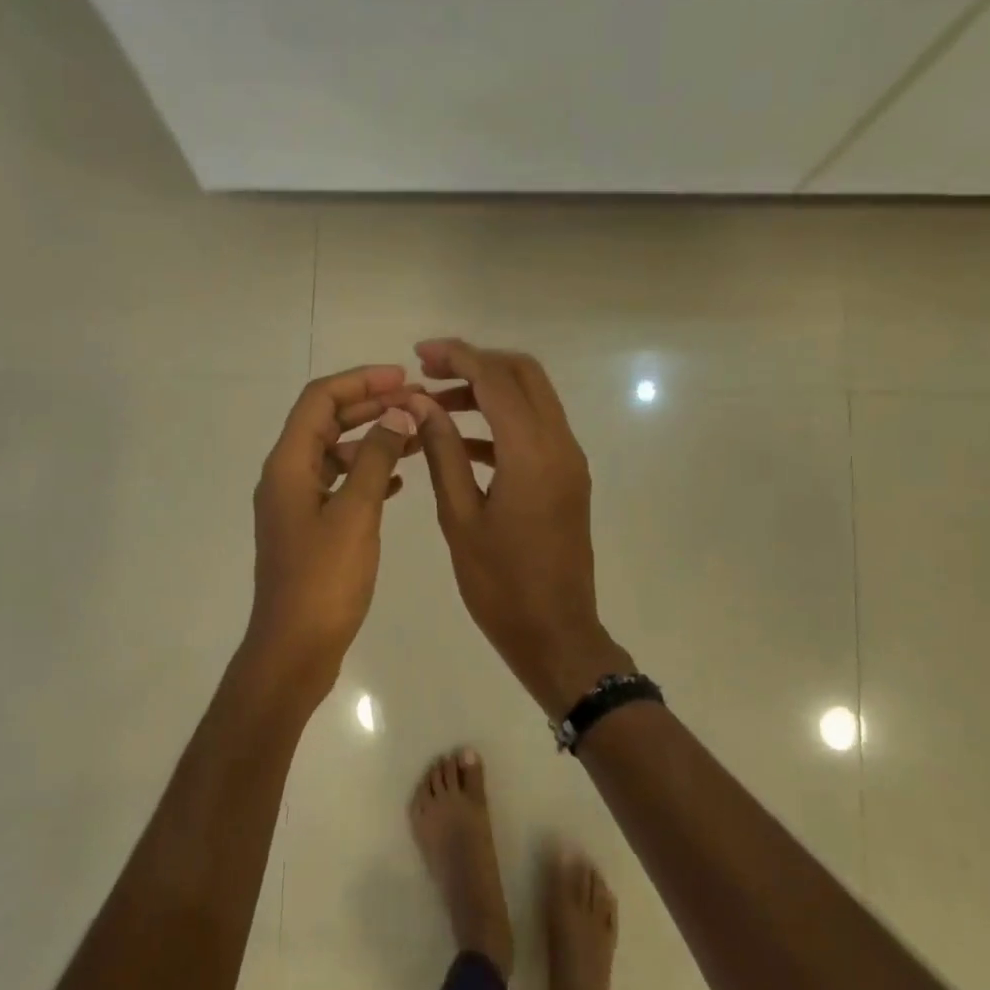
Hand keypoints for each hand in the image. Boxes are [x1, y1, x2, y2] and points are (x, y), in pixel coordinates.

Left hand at [241, 365, 419, 703]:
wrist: (294, 648)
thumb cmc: (324, 580)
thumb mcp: (355, 514)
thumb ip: (375, 459)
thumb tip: (396, 414)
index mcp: (288, 465)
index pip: (319, 400)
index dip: (360, 382)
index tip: (402, 377)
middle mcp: (285, 477)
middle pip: (325, 423)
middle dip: (368, 407)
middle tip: (414, 401)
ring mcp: (295, 504)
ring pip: (334, 454)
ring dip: (371, 440)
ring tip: (414, 436)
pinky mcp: (308, 529)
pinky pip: (338, 486)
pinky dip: (365, 474)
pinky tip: (397, 482)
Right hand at [408, 339, 633, 716]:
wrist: (555, 633)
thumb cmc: (500, 584)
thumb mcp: (460, 517)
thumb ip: (443, 452)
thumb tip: (421, 404)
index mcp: (531, 453)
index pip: (496, 379)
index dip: (457, 357)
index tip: (420, 355)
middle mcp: (560, 445)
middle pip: (524, 375)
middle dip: (477, 363)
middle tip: (430, 372)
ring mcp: (569, 462)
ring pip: (533, 400)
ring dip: (489, 392)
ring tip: (437, 406)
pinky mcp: (568, 479)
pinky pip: (536, 431)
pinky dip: (501, 423)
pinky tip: (462, 442)